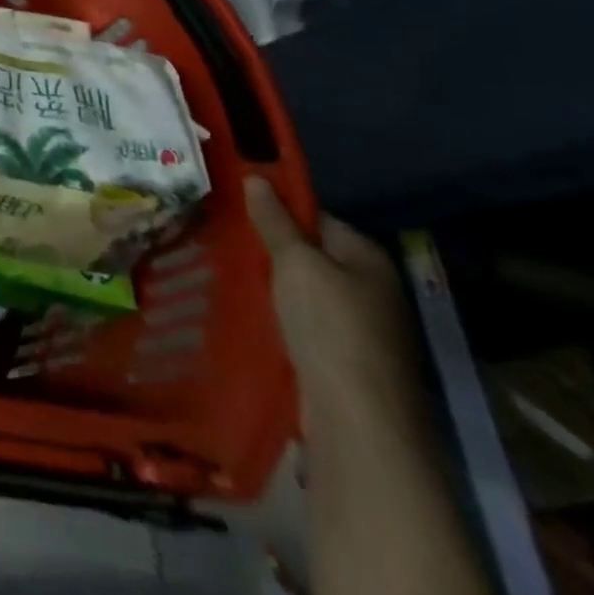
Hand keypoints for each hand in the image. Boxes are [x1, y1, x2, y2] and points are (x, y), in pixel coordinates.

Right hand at [245, 176, 423, 431]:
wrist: (356, 417)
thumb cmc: (329, 326)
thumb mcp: (296, 262)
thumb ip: (275, 221)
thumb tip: (257, 177)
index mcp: (368, 258)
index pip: (316, 217)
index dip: (277, 211)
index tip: (234, 209)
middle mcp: (371, 287)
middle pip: (310, 254)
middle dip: (269, 249)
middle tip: (222, 238)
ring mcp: (360, 326)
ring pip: (303, 290)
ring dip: (270, 283)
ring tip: (224, 271)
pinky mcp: (343, 356)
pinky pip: (302, 321)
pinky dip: (277, 314)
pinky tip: (247, 310)